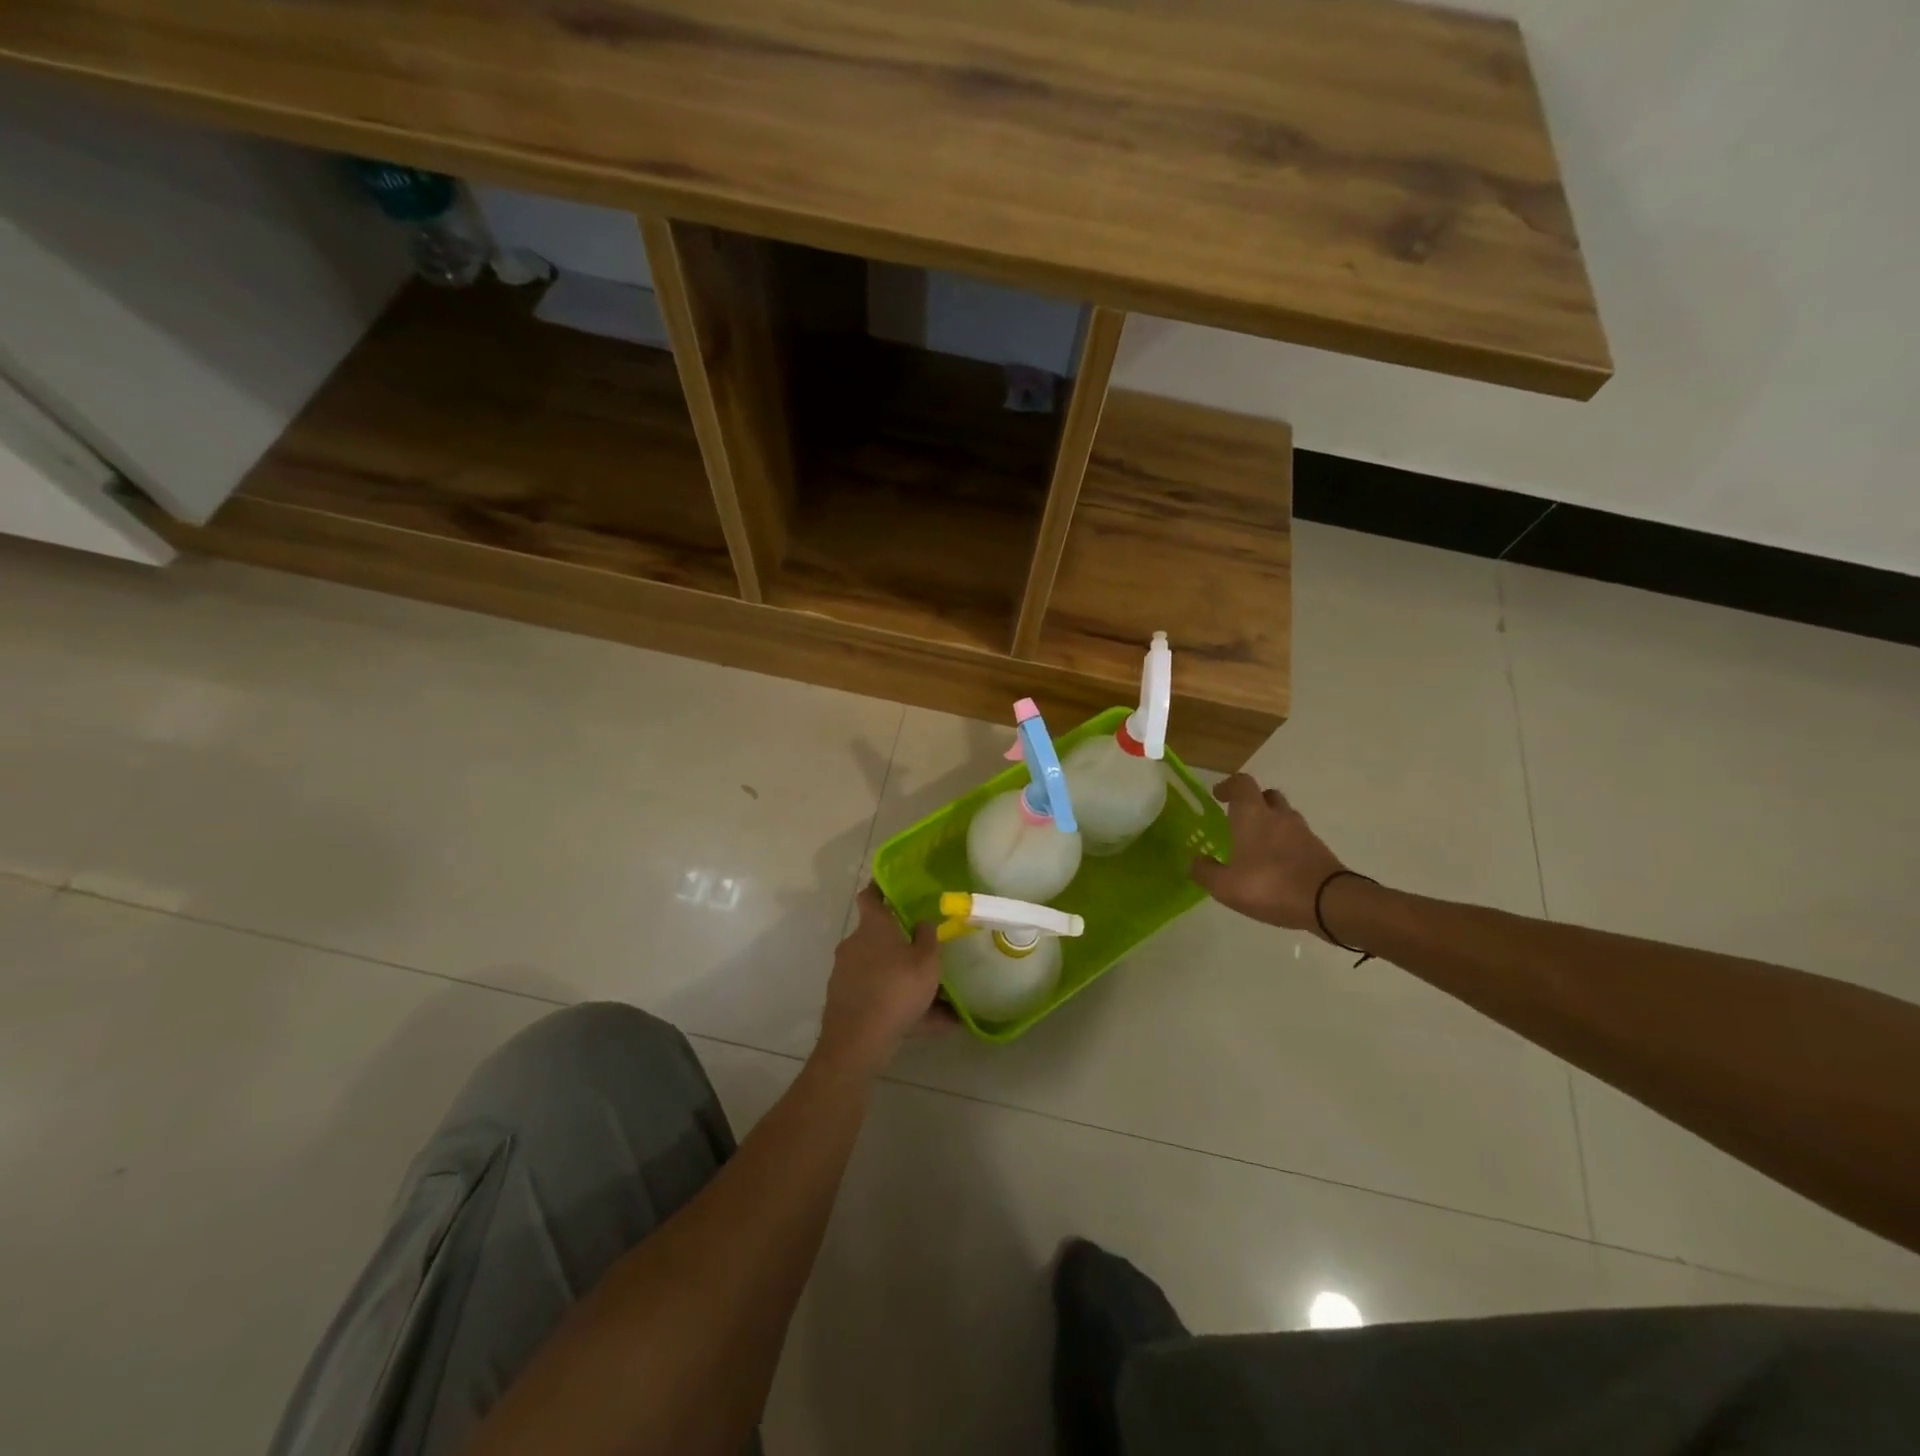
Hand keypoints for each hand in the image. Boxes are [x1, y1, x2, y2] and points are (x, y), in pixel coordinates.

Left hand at [816, 885, 948, 1073]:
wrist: (858, 1040)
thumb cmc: (896, 988)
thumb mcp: (926, 961)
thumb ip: (928, 938)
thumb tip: (923, 922)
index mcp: (872, 927)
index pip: (870, 896)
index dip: (880, 889)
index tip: (892, 886)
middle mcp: (854, 945)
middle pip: (878, 938)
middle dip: (901, 946)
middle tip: (927, 954)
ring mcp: (846, 975)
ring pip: (882, 972)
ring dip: (906, 982)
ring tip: (942, 1003)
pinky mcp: (845, 1002)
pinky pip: (880, 998)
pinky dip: (902, 1007)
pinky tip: (934, 1025)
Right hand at [1189, 774, 1347, 932]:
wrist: (1330, 903)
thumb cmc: (1270, 885)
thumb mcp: (1225, 886)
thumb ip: (1205, 871)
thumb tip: (1194, 861)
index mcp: (1253, 815)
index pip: (1241, 783)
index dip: (1228, 786)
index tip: (1218, 796)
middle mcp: (1279, 816)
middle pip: (1267, 796)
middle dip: (1253, 803)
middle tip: (1239, 820)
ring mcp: (1303, 832)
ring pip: (1284, 817)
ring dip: (1271, 825)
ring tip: (1257, 847)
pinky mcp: (1319, 851)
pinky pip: (1298, 839)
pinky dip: (1286, 845)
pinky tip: (1277, 867)